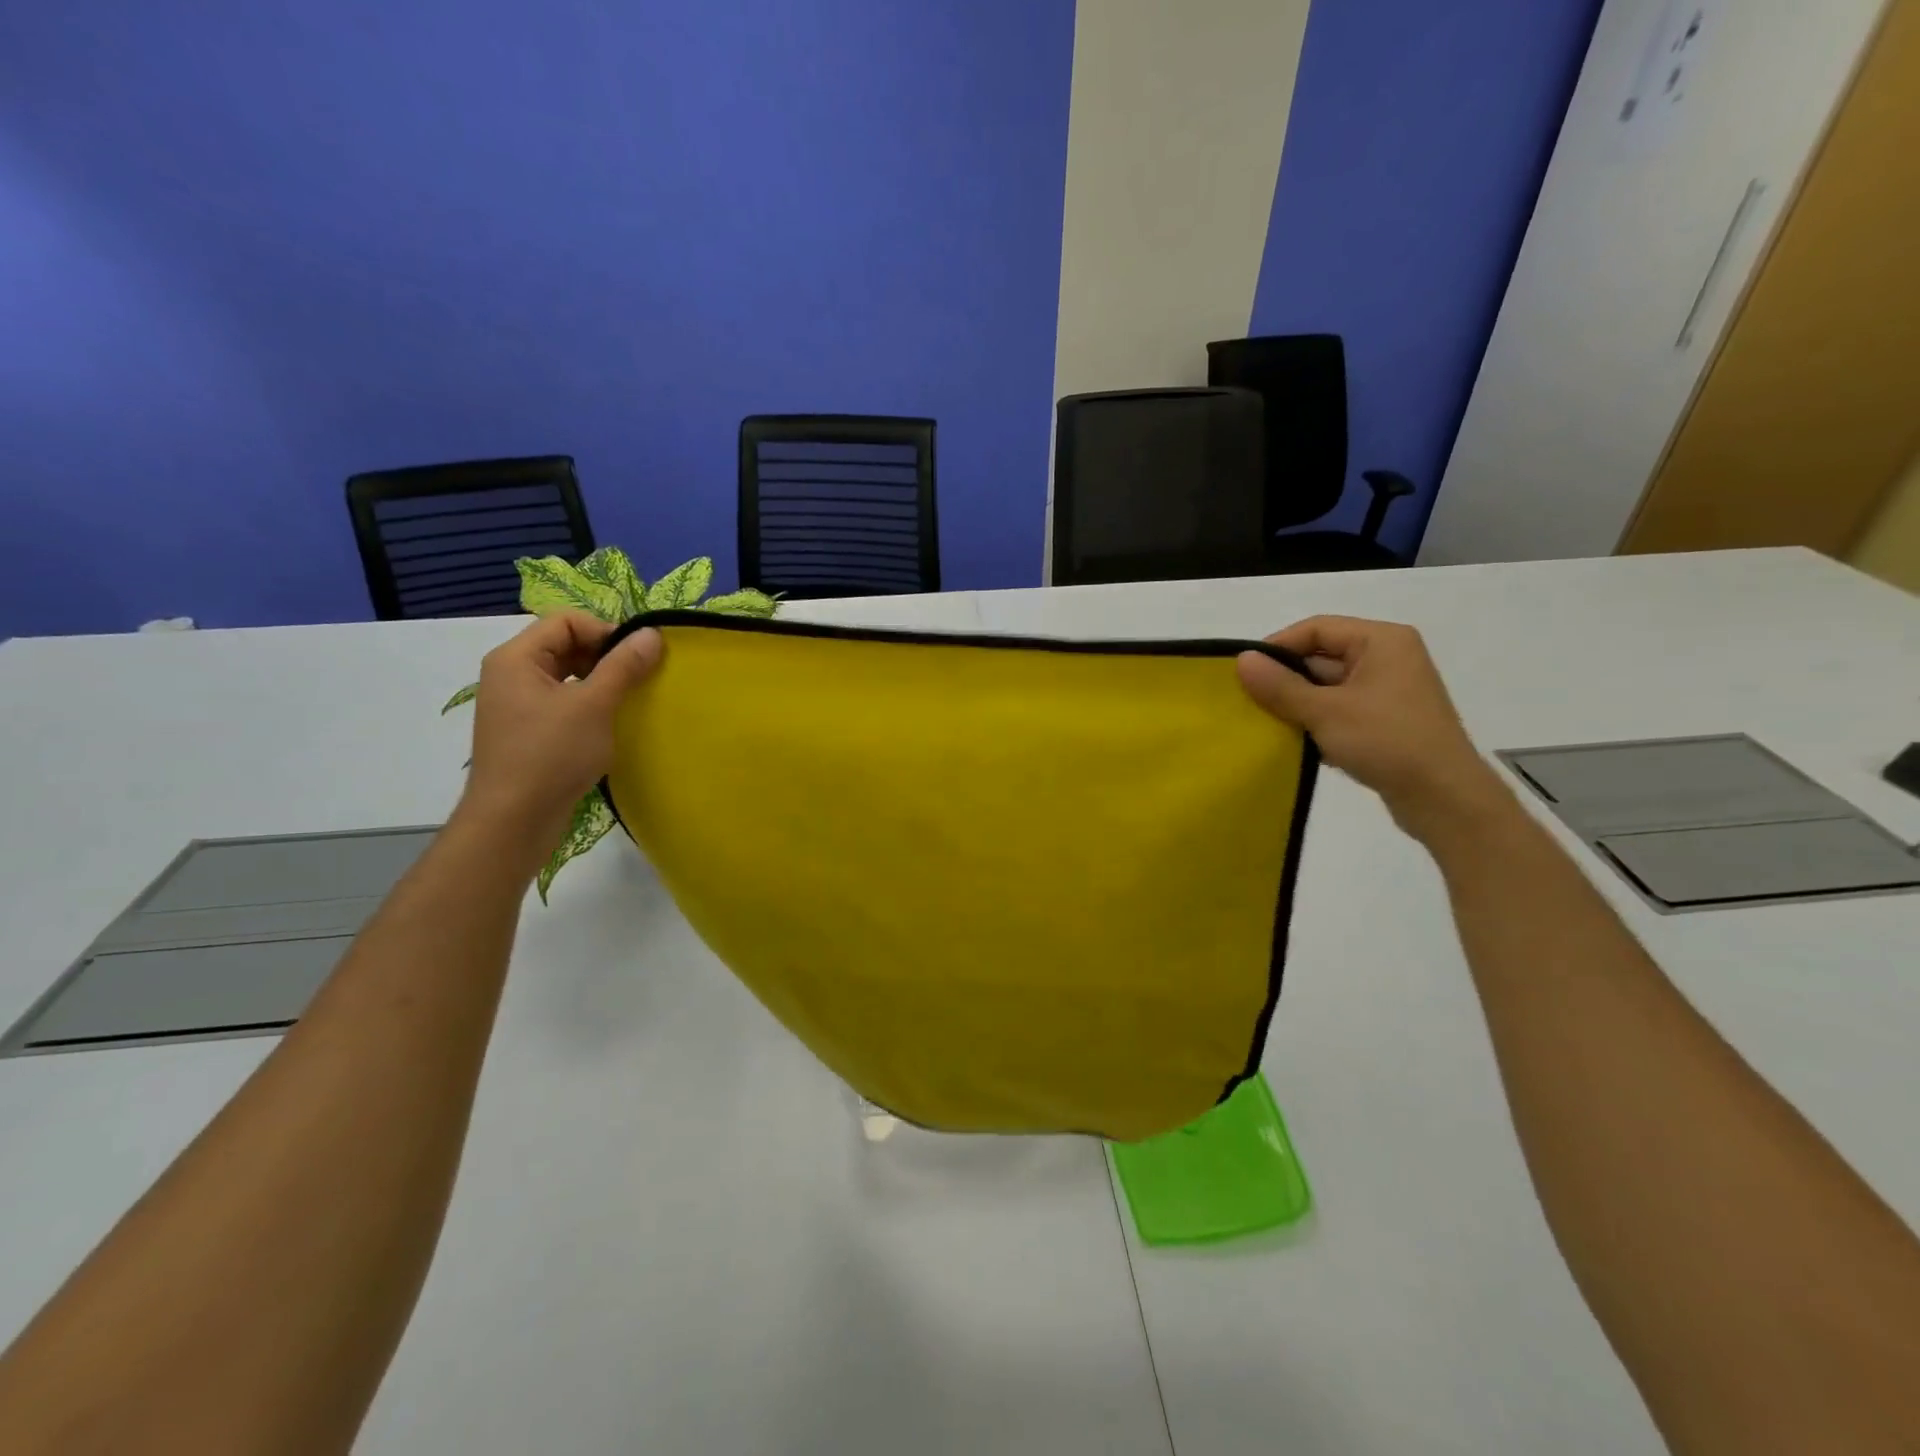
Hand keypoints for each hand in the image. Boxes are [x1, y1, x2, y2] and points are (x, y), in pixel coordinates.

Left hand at [458, 614, 662, 861]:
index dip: (605, 632)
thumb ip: (624, 665)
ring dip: (601, 682)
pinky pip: (562, 702)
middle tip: (638, 680)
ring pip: (567, 676)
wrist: (514, 820)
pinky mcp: (527, 731)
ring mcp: (516, 705)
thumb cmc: (551, 755)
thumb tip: (652, 632)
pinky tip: (609, 725)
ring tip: (628, 702)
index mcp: (516, 658)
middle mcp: (510, 674)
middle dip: (605, 657)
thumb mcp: (594, 705)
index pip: (567, 621)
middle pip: (565, 645)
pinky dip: (589, 705)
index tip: (637, 658)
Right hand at [1236, 616, 1508, 841]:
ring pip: (1328, 687)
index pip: (1317, 629)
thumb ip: (1280, 685)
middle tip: (1249, 702)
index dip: (1278, 646)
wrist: (1444, 798)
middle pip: (1321, 657)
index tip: (1245, 673)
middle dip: (1286, 679)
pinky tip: (1297, 742)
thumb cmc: (1387, 741)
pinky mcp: (1386, 721)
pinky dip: (1317, 722)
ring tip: (1267, 724)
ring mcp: (1389, 691)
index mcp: (1381, 641)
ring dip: (1298, 704)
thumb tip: (1241, 660)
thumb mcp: (1325, 711)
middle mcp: (1388, 658)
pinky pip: (1340, 710)